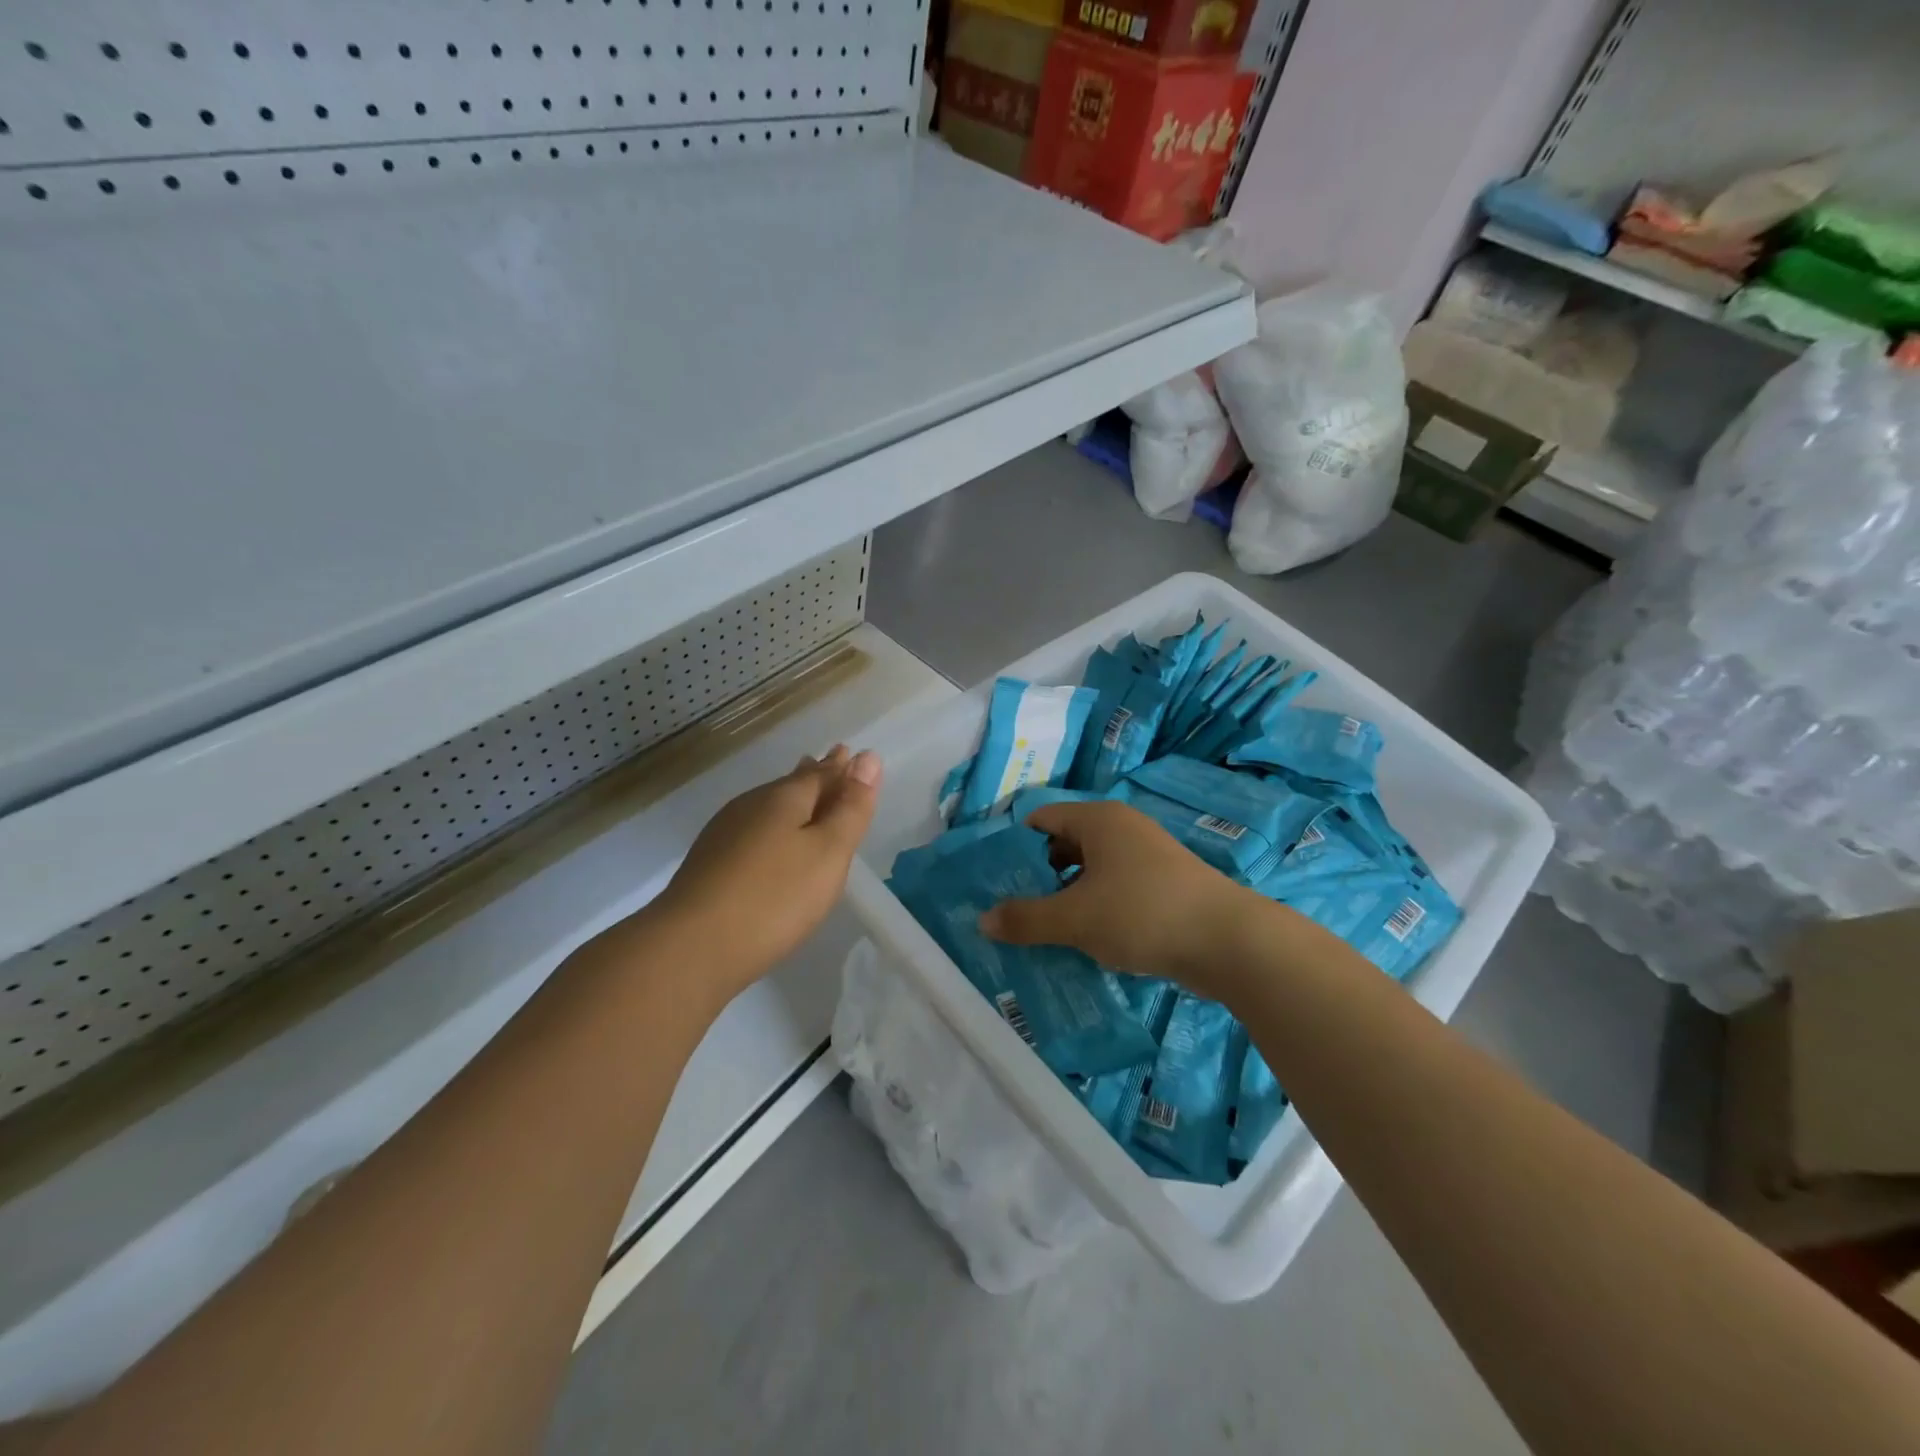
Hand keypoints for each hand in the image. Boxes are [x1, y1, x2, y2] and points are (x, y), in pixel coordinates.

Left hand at [646, 745, 881, 1003]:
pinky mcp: (710, 864)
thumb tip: (868, 757)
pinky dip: (772, 826)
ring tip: (805, 795)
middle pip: (791, 785)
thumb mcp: (828, 852)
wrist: (691, 947)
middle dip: (815, 775)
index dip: (841, 766)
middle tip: (832, 761)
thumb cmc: (775, 897)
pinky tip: (769, 840)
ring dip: (792, 799)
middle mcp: (751, 806)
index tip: (852, 753)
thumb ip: (850, 808)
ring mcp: (724, 834)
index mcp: (783, 798)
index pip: (820, 773)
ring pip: (768, 807)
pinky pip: (753, 830)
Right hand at [980, 800, 1259, 997]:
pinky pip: (1113, 889)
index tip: (993, 881)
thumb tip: (983, 920)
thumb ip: (1026, 918)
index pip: (1039, 820)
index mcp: (1098, 819)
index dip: (1012, 847)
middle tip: (1012, 910)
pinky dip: (1094, 908)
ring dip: (1065, 897)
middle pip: (1063, 844)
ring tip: (1041, 930)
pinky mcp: (1162, 885)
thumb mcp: (1075, 918)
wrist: (1229, 942)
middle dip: (1037, 876)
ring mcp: (1145, 856)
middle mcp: (1121, 828)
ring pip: (1089, 871)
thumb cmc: (1143, 913)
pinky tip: (1083, 939)